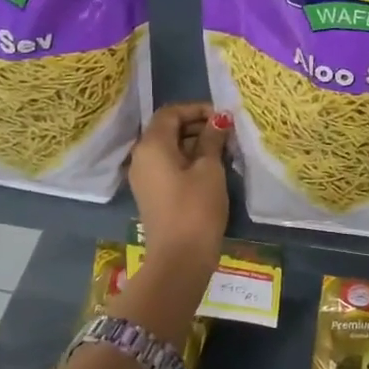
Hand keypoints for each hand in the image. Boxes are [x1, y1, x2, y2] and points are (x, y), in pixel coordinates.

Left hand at [127, 102, 229, 273]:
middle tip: (227, 133)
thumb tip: (219, 119)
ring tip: (224, 150)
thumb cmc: (196, 208)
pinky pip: (168, 165)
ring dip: (195, 143)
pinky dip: (187, 160)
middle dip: (197, 126)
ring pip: (169, 148)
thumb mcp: (210, 169)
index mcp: (151, 145)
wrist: (179, 259)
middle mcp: (141, 156)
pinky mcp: (151, 193)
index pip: (171, 113)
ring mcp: (144, 176)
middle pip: (168, 129)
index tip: (223, 117)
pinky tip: (212, 168)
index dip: (197, 109)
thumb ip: (212, 139)